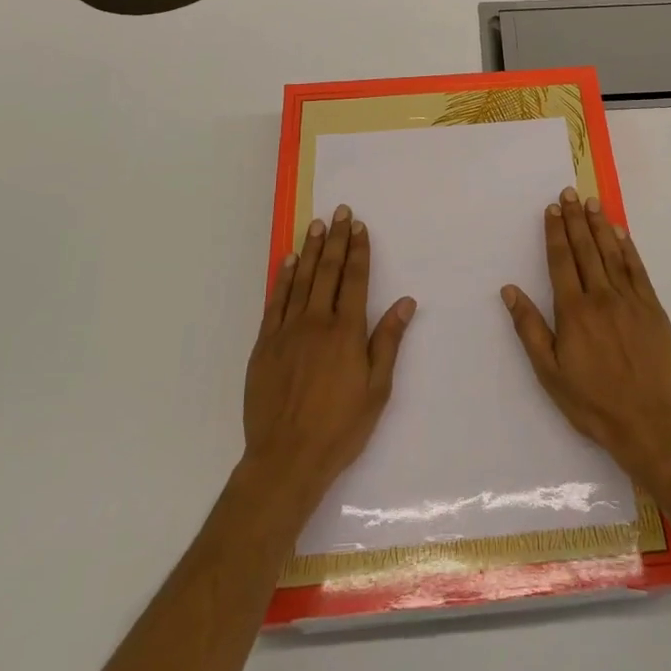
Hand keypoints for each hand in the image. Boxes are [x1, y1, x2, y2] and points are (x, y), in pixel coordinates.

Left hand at [244, 206, 415, 503]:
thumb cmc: (340, 427)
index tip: (360, 227)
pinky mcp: (265, 345)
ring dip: (310, 250)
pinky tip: (287, 260)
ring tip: (316, 225)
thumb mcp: (377, 389)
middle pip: (327, 271)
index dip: (358, 251)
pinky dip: (282, 278)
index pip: (354, 280)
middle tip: (340, 211)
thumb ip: (388, 341)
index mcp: (346, 332)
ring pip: (300, 280)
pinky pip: (275, 302)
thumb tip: (405, 302)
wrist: (286, 459)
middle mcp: (316, 322)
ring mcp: (287, 331)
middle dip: (336, 239)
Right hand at [501, 188, 670, 485]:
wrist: (646, 421)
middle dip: (575, 219)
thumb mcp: (549, 371)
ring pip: (611, 254)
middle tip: (570, 193)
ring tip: (592, 203)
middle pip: (585, 249)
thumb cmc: (591, 400)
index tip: (551, 209)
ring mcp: (630, 300)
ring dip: (600, 226)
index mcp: (573, 311)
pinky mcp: (652, 309)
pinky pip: (638, 270)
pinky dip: (628, 249)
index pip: (560, 261)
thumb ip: (529, 328)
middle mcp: (601, 297)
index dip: (555, 232)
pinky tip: (621, 233)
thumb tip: (509, 290)